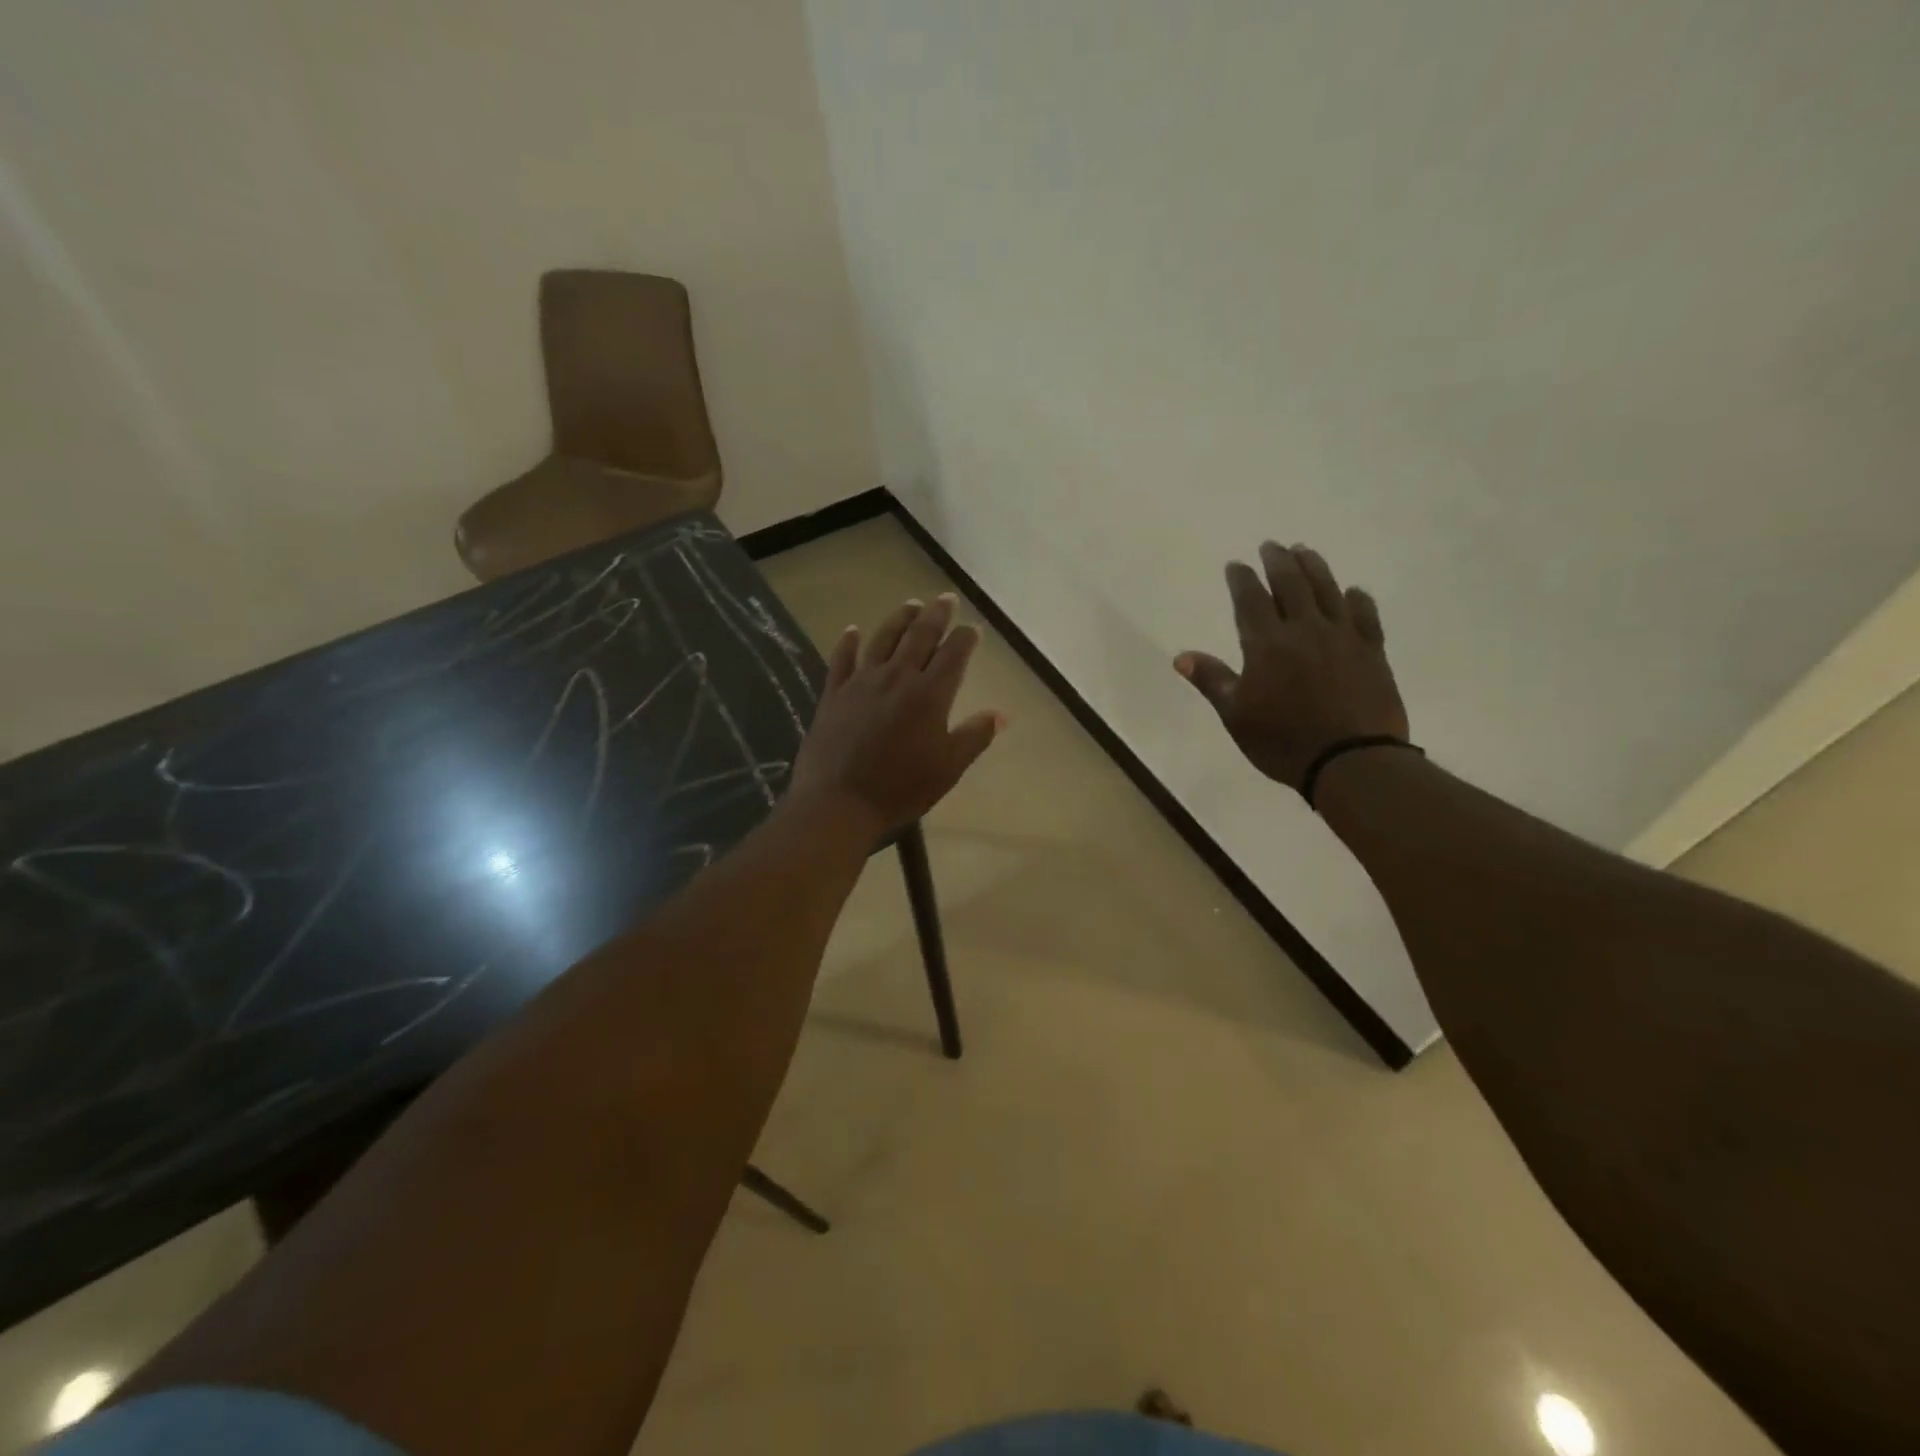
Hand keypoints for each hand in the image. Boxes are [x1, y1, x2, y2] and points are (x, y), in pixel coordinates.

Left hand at [789, 593, 1003, 837]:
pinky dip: (848, 642)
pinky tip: (852, 630)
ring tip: (911, 605)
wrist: (838, 802)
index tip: (973, 629)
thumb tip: (1001, 714)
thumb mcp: (948, 768)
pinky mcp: (834, 694)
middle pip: (919, 636)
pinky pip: (841, 659)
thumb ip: (974, 737)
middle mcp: (897, 678)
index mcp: (929, 695)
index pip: (953, 655)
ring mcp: (862, 682)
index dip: (965, 639)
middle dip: (936, 615)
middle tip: (946, 599)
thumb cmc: (900, 788)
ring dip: (899, 619)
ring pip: (883, 639)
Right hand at [1175, 542, 1409, 793]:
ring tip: (1305, 551)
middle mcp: (1304, 630)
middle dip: (1278, 562)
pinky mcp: (1372, 652)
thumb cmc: (1282, 740)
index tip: (1236, 564)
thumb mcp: (1235, 714)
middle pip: (1291, 585)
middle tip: (1272, 545)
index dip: (1242, 579)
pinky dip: (1357, 600)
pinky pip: (1365, 616)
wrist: (1351, 760)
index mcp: (1266, 644)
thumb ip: (1212, 680)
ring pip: (1327, 591)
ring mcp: (1342, 637)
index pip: (1250, 600)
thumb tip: (1181, 656)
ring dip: (1314, 568)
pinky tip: (1353, 592)